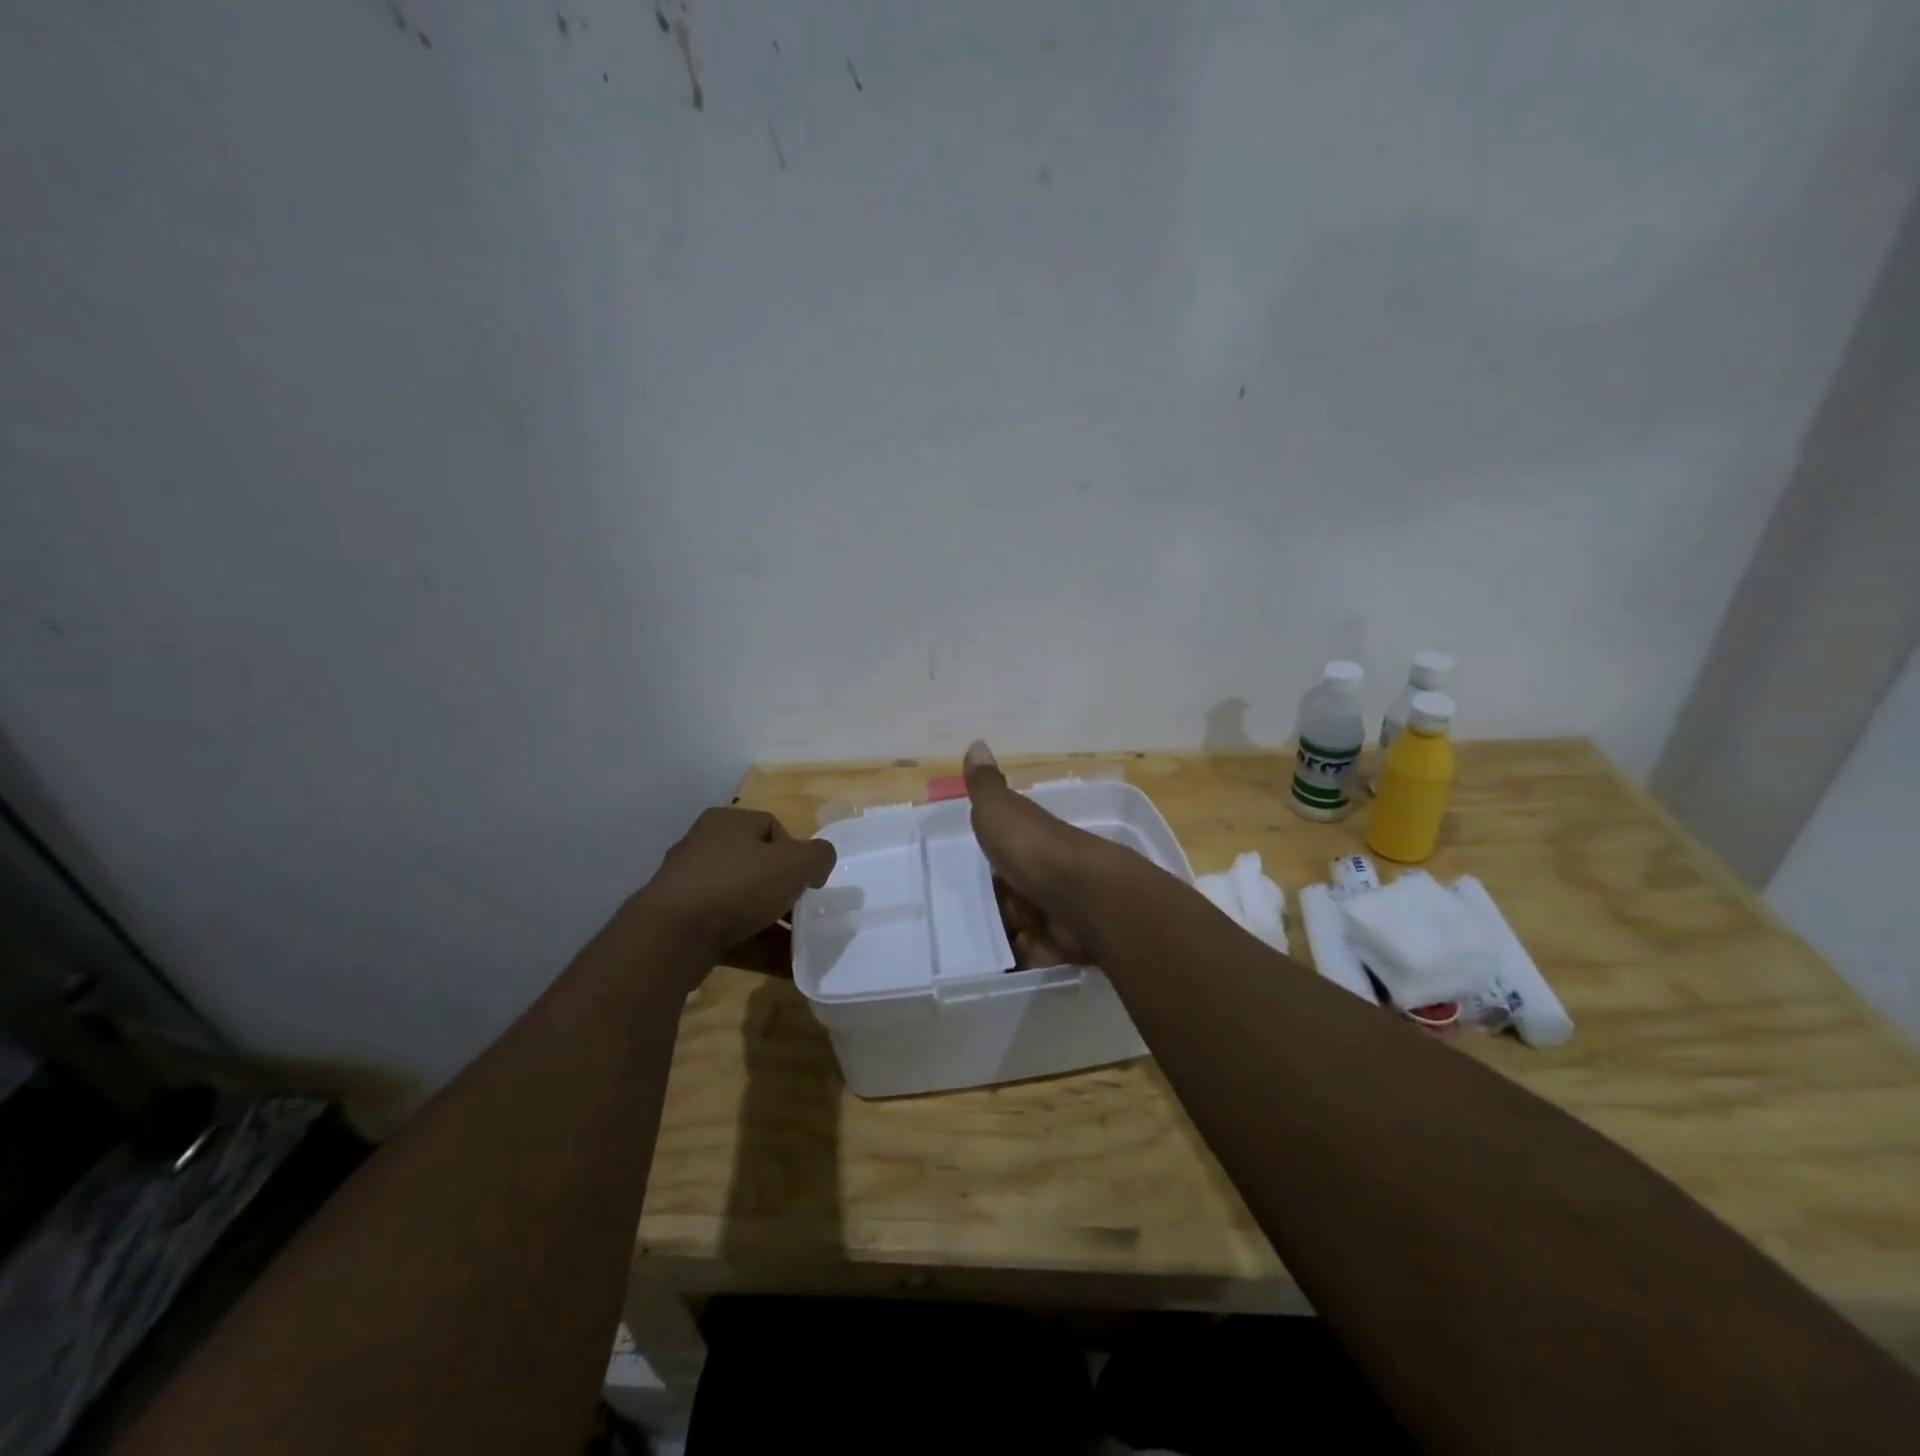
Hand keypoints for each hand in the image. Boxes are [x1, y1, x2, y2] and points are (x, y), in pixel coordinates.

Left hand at [636, 808, 836, 971]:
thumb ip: (819, 856)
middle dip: (785, 893)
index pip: (772, 828)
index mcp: (727, 823)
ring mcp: (690, 888)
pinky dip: (756, 946)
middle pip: (758, 867)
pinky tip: (783, 966)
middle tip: (804, 913)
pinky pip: (729, 932)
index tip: (809, 881)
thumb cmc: (737, 885)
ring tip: (800, 947)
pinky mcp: (682, 926)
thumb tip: (818, 864)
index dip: (797, 852)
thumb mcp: (794, 863)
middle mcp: (704, 848)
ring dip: (774, 925)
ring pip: (744, 903)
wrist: (670, 938)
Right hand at [963, 741, 1122, 965]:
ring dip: (1010, 931)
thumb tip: (976, 742)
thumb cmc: (1033, 849)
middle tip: (970, 915)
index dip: (990, 862)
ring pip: (1028, 922)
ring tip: (984, 941)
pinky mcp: (1069, 941)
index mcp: (1032, 839)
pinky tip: (1009, 959)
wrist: (1085, 896)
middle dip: (999, 902)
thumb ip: (985, 785)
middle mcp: (1049, 870)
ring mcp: (1061, 906)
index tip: (970, 875)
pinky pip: (1041, 952)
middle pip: (1016, 889)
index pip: (1006, 851)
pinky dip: (1028, 956)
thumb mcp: (999, 809)